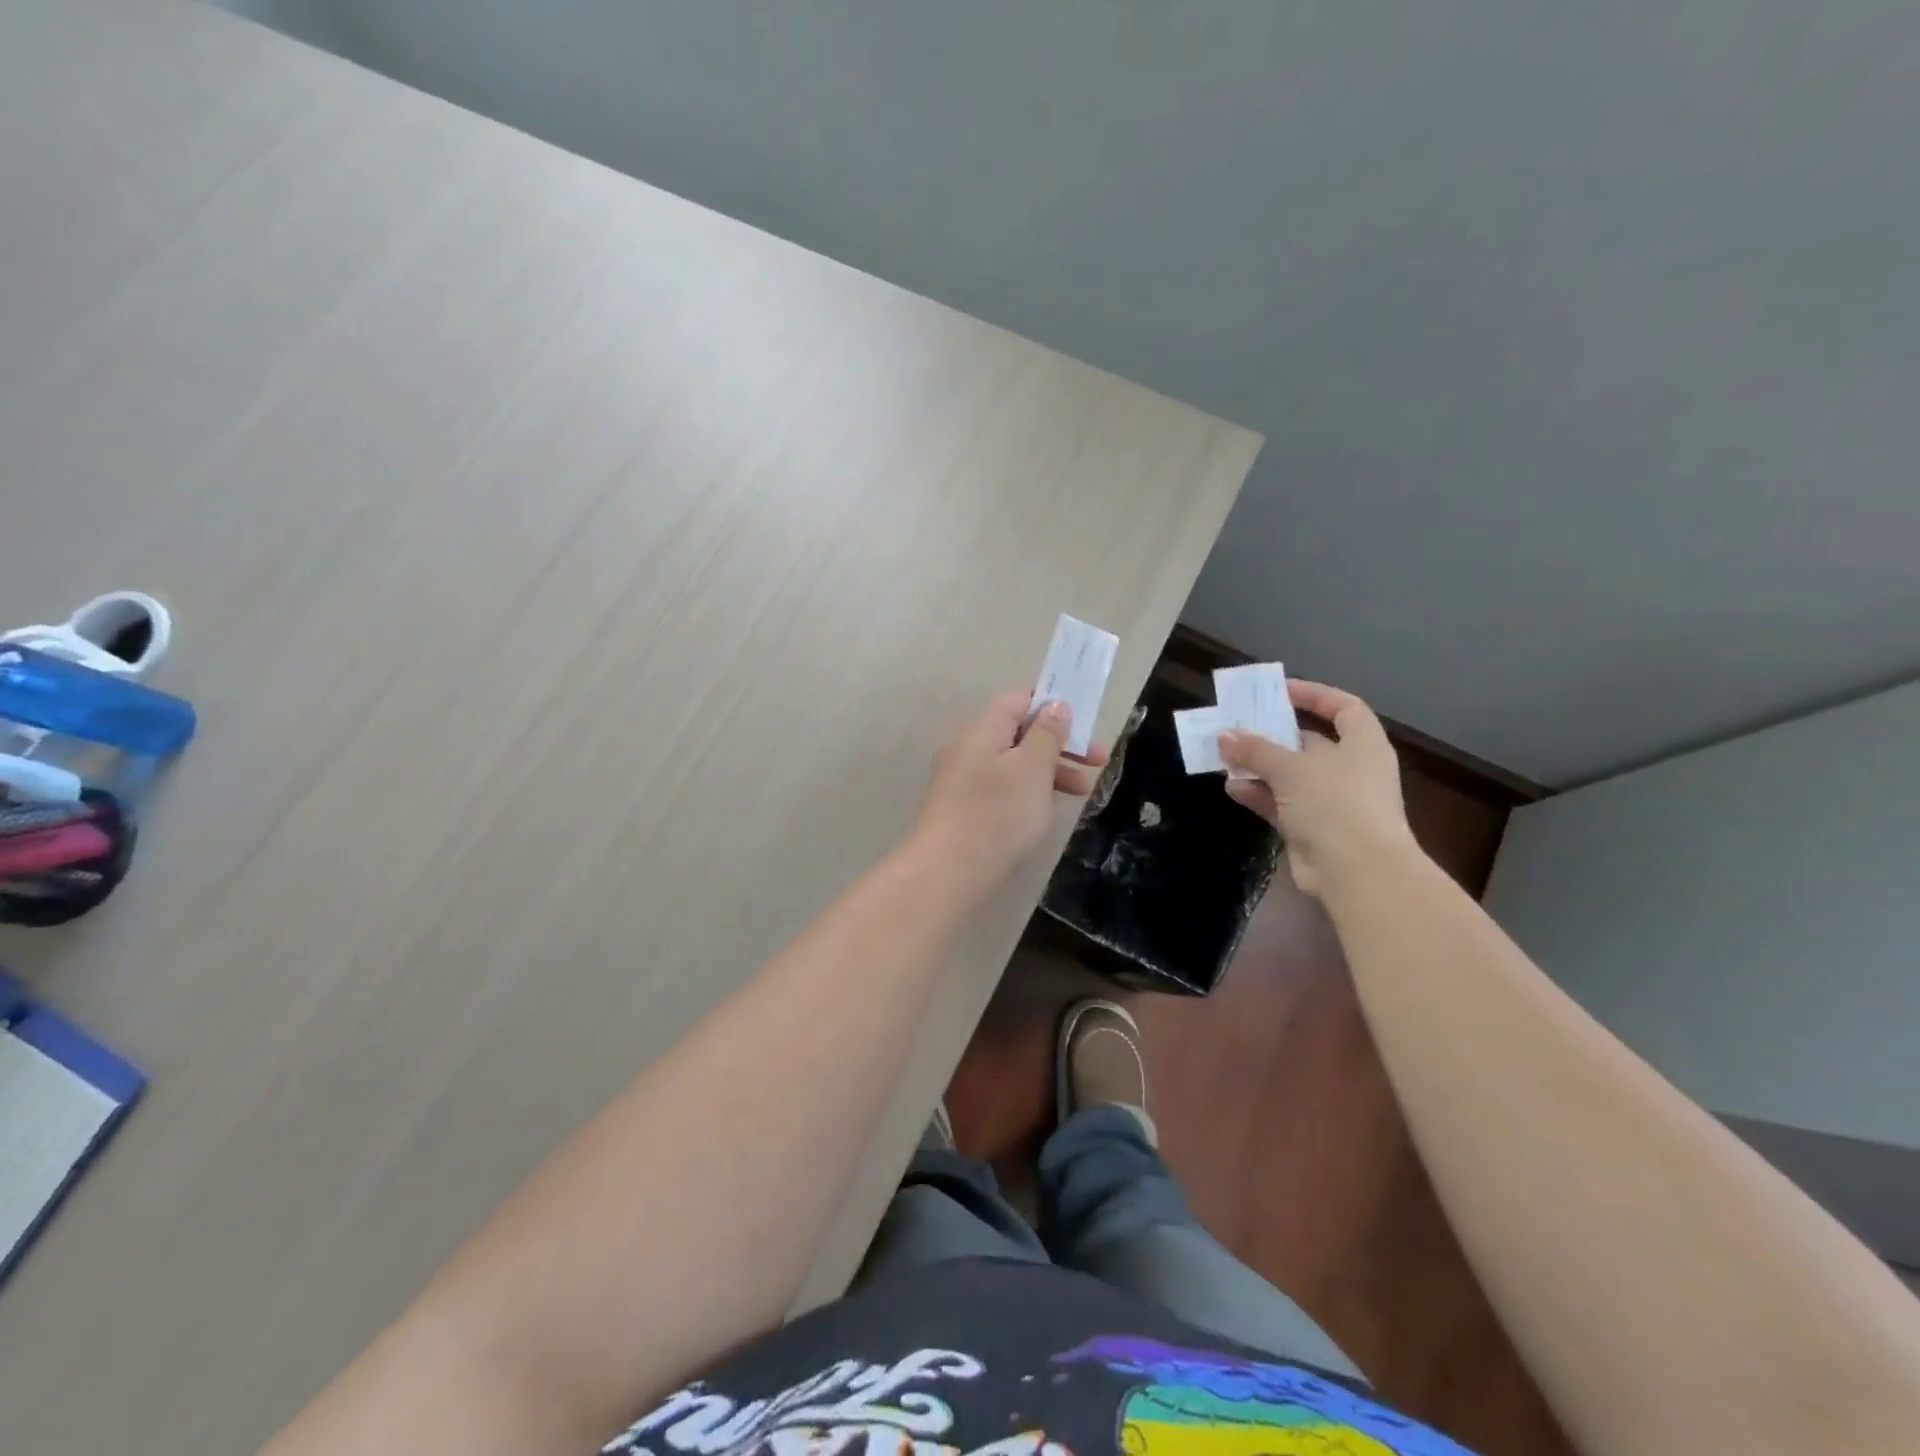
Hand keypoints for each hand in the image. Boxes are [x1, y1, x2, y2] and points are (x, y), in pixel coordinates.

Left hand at [913, 690, 1109, 894]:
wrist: (949, 870)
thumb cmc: (998, 812)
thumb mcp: (1033, 767)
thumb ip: (1047, 733)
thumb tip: (1054, 705)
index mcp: (983, 726)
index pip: (1020, 699)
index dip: (1054, 705)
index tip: (1085, 725)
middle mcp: (968, 744)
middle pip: (1019, 732)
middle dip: (1061, 744)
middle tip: (1099, 762)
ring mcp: (962, 776)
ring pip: (1013, 762)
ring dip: (1049, 770)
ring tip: (1083, 792)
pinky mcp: (962, 805)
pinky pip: (1001, 785)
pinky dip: (1028, 790)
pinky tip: (1046, 809)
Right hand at [1218, 680, 1418, 897]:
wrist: (1357, 872)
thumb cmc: (1335, 804)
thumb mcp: (1291, 768)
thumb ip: (1255, 749)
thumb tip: (1225, 736)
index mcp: (1362, 745)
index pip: (1344, 707)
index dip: (1314, 695)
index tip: (1279, 692)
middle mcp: (1350, 770)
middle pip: (1309, 742)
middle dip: (1272, 735)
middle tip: (1236, 726)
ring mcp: (1332, 802)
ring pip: (1290, 775)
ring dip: (1259, 767)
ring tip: (1225, 757)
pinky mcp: (1314, 829)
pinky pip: (1282, 804)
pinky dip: (1260, 795)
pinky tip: (1233, 788)